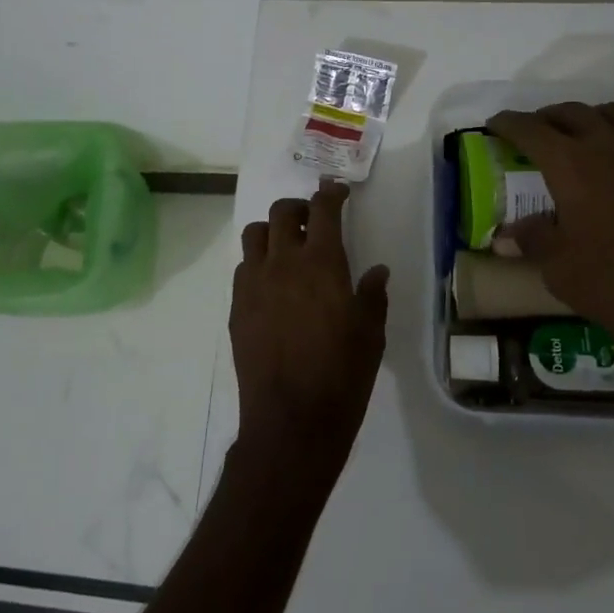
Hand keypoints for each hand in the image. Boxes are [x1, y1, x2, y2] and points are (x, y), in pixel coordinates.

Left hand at [229, 181, 390, 484]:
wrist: (292, 420)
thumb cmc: (342, 375)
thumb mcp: (371, 334)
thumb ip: (372, 295)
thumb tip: (376, 271)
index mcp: (321, 263)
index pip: (322, 210)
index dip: (330, 194)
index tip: (336, 192)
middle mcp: (283, 263)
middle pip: (280, 213)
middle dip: (298, 208)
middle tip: (312, 220)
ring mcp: (254, 283)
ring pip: (254, 235)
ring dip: (271, 232)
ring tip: (287, 249)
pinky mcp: (237, 307)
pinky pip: (243, 268)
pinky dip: (258, 263)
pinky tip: (272, 285)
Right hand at [486, 103, 613, 397]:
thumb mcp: (559, 266)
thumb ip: (532, 239)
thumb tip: (506, 235)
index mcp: (572, 163)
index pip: (531, 129)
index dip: (508, 124)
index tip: (494, 125)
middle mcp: (609, 145)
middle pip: (570, 113)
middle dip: (545, 119)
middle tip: (529, 136)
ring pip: (608, 115)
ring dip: (583, 120)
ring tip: (571, 141)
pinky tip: (610, 166)